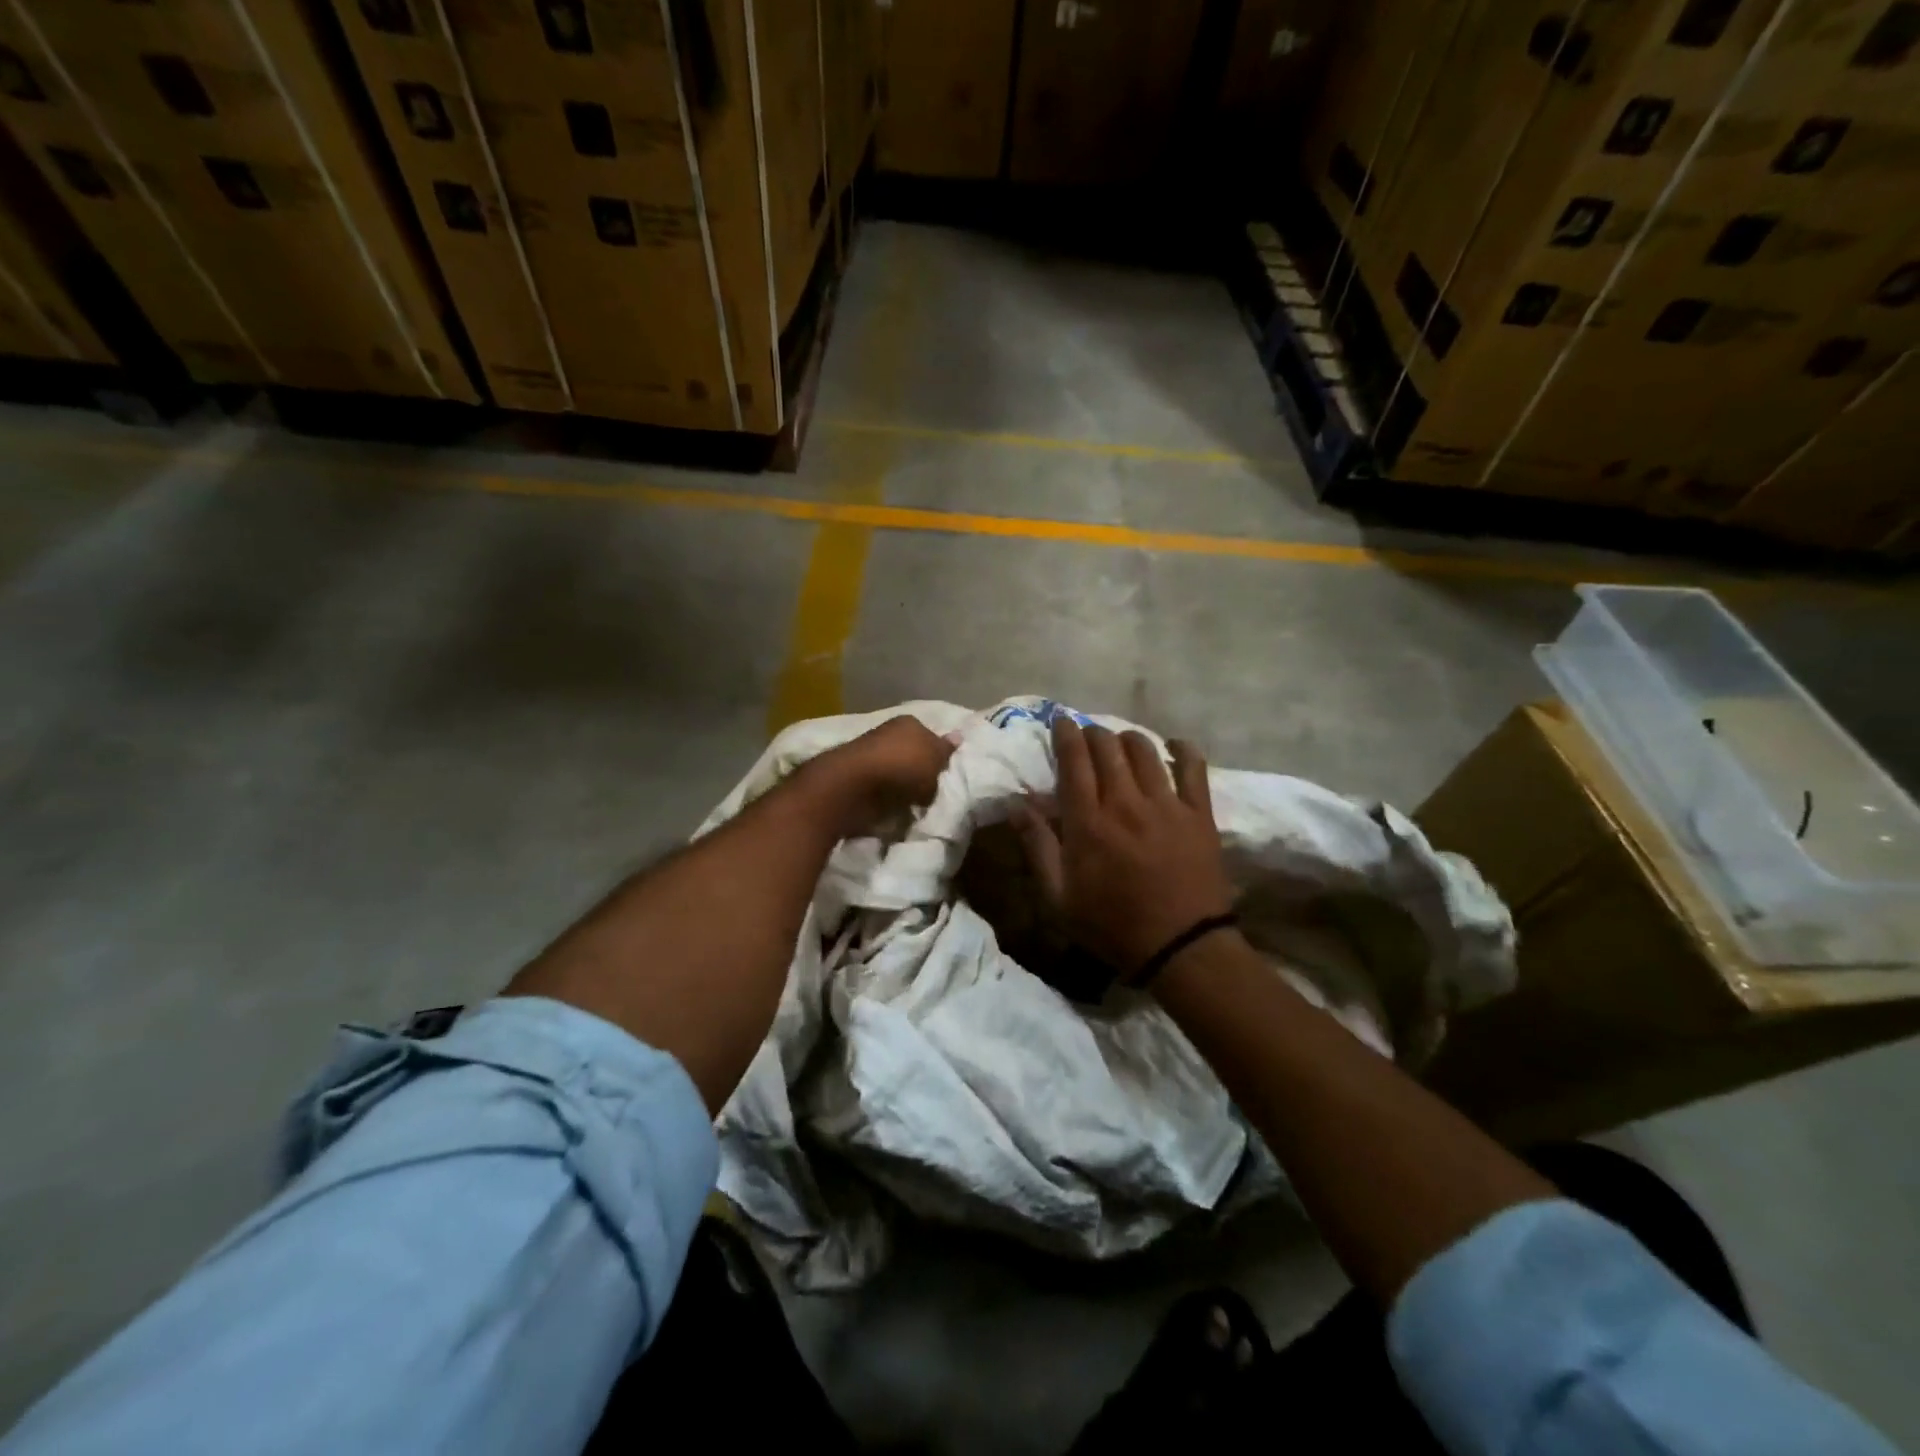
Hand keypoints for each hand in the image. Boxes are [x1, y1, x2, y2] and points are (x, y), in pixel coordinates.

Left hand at [805, 715, 956, 837]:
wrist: (854, 786)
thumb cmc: (902, 766)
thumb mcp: (935, 758)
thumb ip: (946, 751)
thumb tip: (957, 737)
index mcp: (909, 722)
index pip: (930, 735)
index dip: (939, 755)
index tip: (946, 774)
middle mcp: (888, 734)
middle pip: (913, 754)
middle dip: (921, 772)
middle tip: (935, 792)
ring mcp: (871, 757)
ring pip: (897, 773)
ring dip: (905, 788)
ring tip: (917, 806)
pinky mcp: (858, 780)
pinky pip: (882, 790)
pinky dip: (888, 799)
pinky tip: (897, 810)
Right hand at [1012, 719, 1235, 975]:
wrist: (1181, 947)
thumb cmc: (1112, 925)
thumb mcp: (1059, 898)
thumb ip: (1038, 846)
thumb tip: (1017, 804)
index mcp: (1088, 822)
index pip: (1074, 762)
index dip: (1065, 735)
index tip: (1060, 721)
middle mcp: (1125, 802)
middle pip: (1107, 748)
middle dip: (1092, 733)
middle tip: (1086, 735)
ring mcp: (1166, 804)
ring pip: (1144, 750)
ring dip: (1127, 738)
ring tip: (1120, 742)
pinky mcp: (1199, 813)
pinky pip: (1194, 767)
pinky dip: (1183, 748)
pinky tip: (1174, 745)